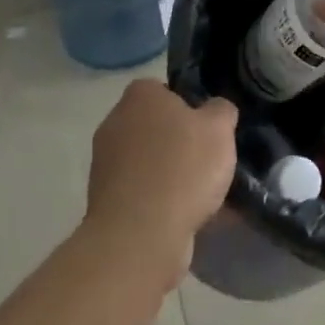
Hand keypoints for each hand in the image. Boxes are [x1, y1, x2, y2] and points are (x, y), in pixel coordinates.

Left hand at [84, 81, 237, 285]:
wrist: (140, 236)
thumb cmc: (182, 168)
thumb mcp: (220, 128)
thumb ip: (221, 110)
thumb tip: (215, 110)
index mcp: (139, 96)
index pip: (164, 89)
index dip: (188, 105)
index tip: (206, 126)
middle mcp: (114, 123)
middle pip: (154, 125)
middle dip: (178, 140)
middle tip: (207, 157)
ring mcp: (104, 164)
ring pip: (147, 161)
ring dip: (169, 172)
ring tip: (201, 193)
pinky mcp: (103, 201)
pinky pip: (140, 191)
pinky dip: (159, 200)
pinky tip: (184, 215)